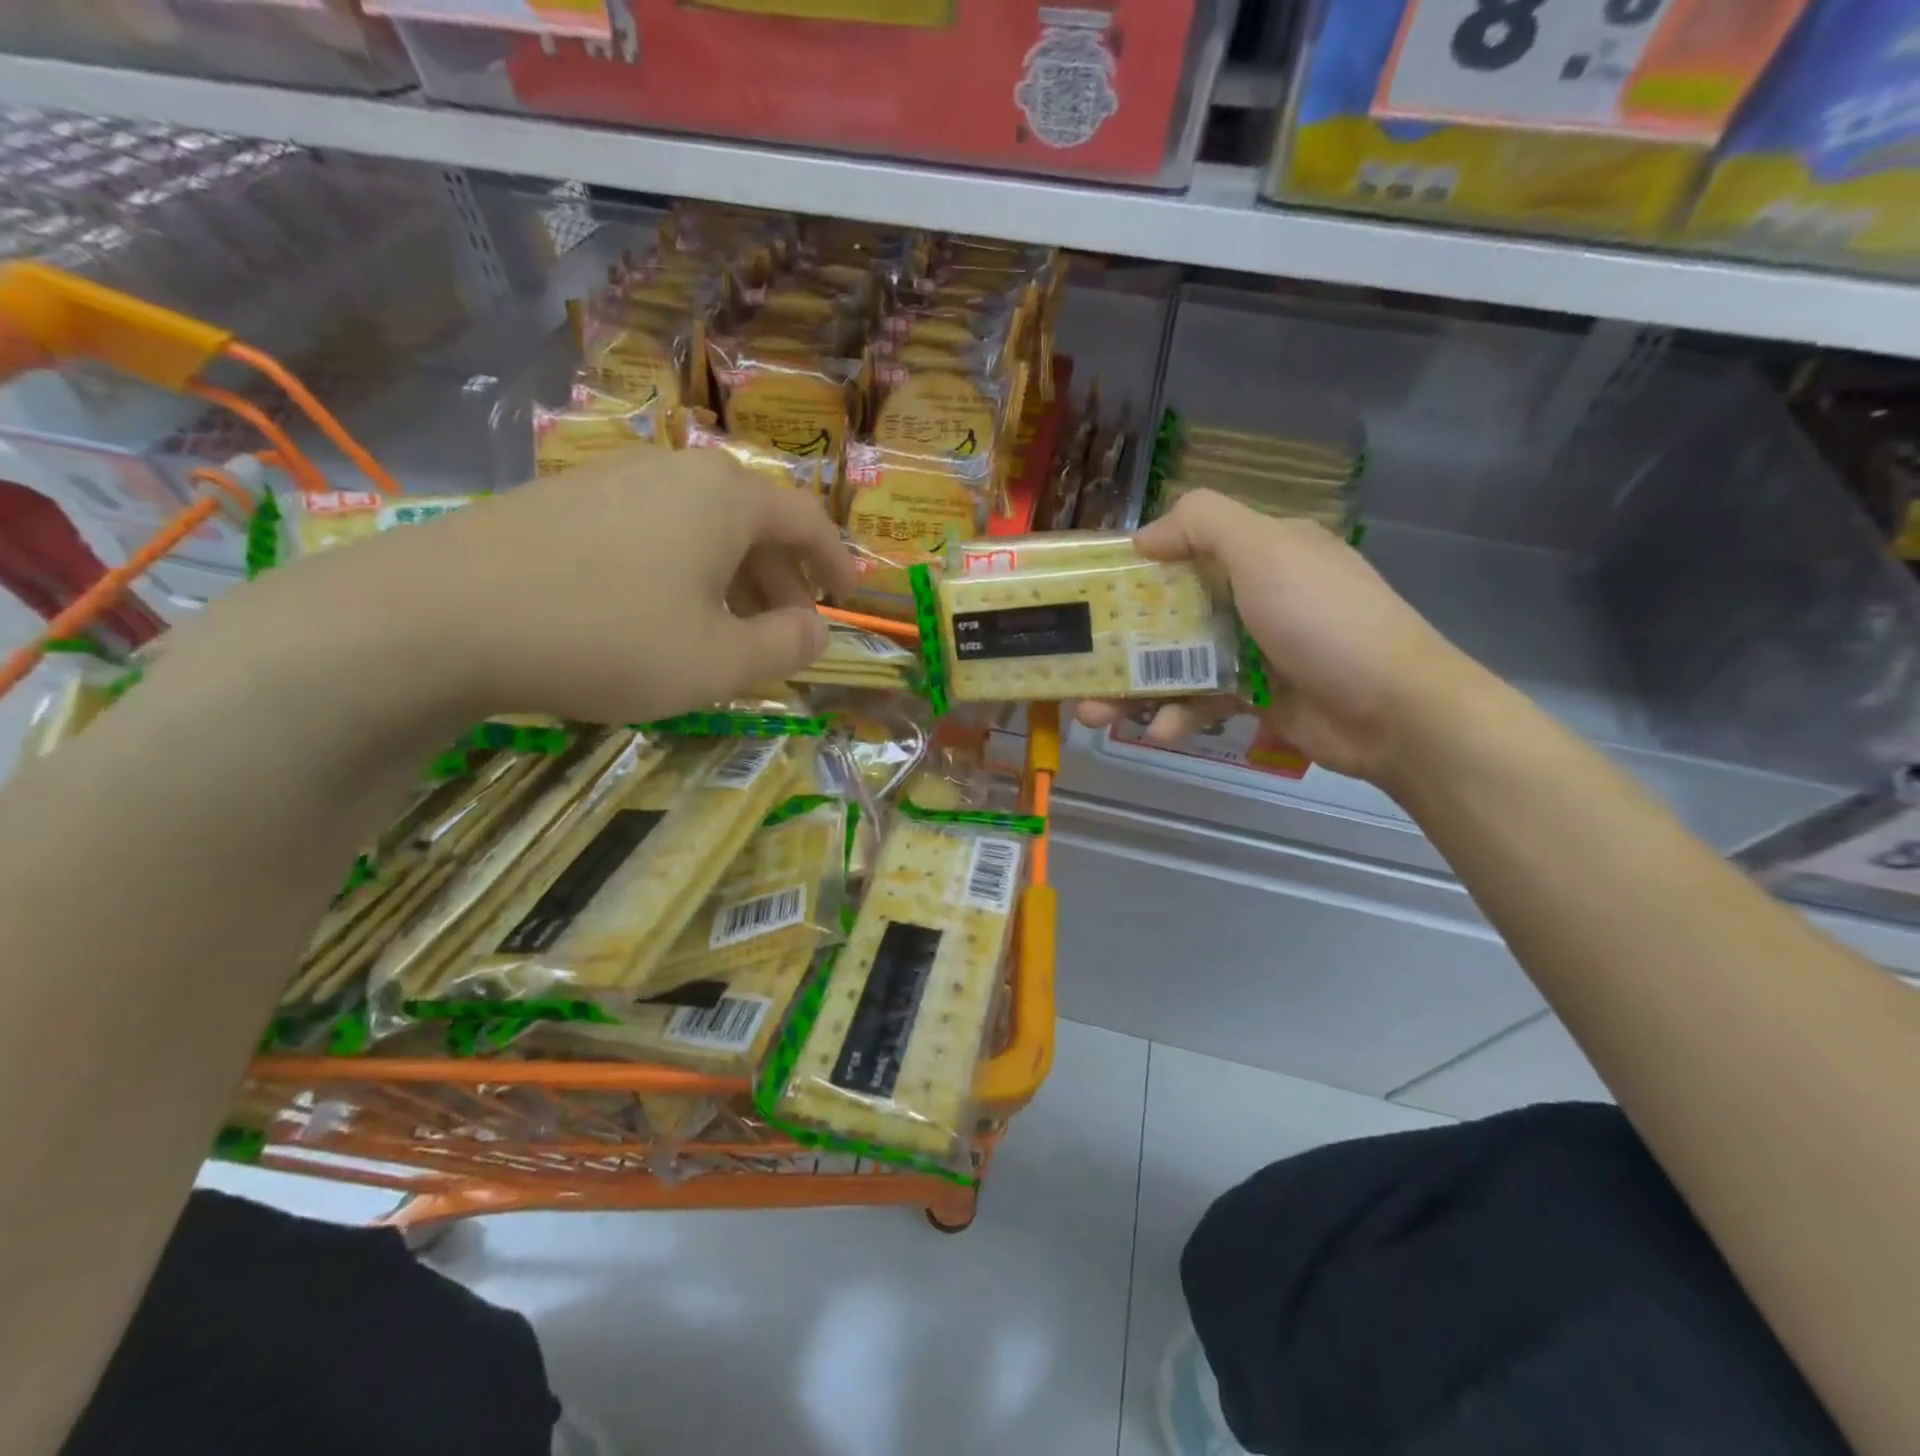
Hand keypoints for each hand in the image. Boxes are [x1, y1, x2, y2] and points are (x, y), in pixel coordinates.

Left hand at [220, 447, 855, 729]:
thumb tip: (817, 631)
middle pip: (753, 523)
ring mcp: (613, 480)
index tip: (848, 597)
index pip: (806, 521)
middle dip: (781, 580)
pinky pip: (651, 534)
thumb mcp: (720, 662)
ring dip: (730, 580)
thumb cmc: (610, 637)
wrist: (441, 617)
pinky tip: (661, 617)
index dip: (835, 562)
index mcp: (727, 498)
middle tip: (789, 631)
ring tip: (729, 633)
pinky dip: (680, 573)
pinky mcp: (564, 502)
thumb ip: (785, 647)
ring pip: (699, 529)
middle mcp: (676, 472)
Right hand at [1077, 490, 1487, 783]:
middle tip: (1077, 664)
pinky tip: (1157, 733)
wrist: (1394, 710)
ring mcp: (1255, 650)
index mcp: (1261, 552)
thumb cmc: (1323, 620)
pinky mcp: (1256, 697)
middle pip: (1171, 613)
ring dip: (1134, 689)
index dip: (1137, 569)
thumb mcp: (1266, 550)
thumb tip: (1144, 536)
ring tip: (1092, 713)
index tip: (1092, 593)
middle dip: (1121, 641)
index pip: (1186, 549)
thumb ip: (1202, 524)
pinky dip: (1177, 716)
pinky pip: (1202, 702)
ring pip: (1178, 664)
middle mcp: (1255, 596)